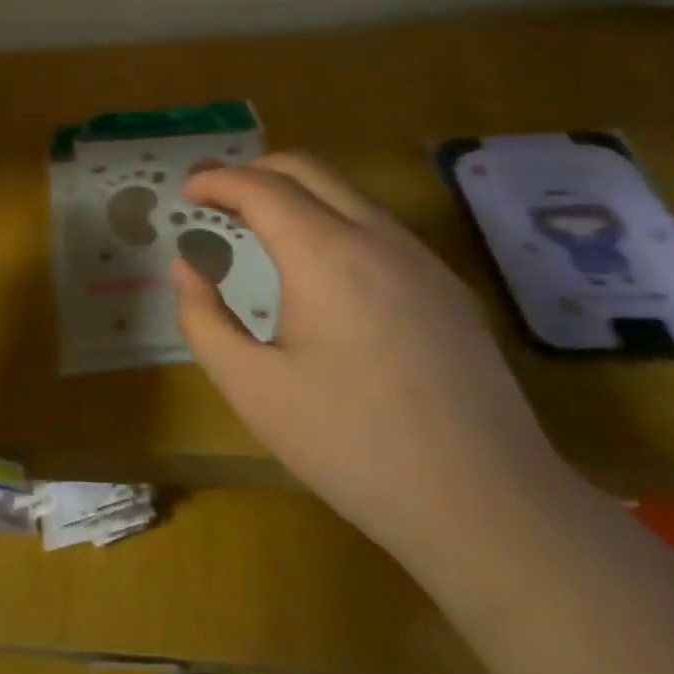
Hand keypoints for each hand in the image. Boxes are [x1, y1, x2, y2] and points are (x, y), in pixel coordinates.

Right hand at [173, 153, 570, 558]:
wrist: (487, 505)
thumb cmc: (352, 444)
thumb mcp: (252, 388)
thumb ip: (204, 319)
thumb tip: (187, 268)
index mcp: (326, 255)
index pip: (261, 187)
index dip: (217, 181)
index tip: (186, 192)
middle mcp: (377, 238)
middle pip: (307, 169)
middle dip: (253, 170)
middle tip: (216, 197)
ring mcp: (421, 260)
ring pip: (347, 193)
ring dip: (295, 194)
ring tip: (259, 227)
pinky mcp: (447, 287)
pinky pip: (378, 226)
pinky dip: (331, 220)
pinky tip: (320, 268)